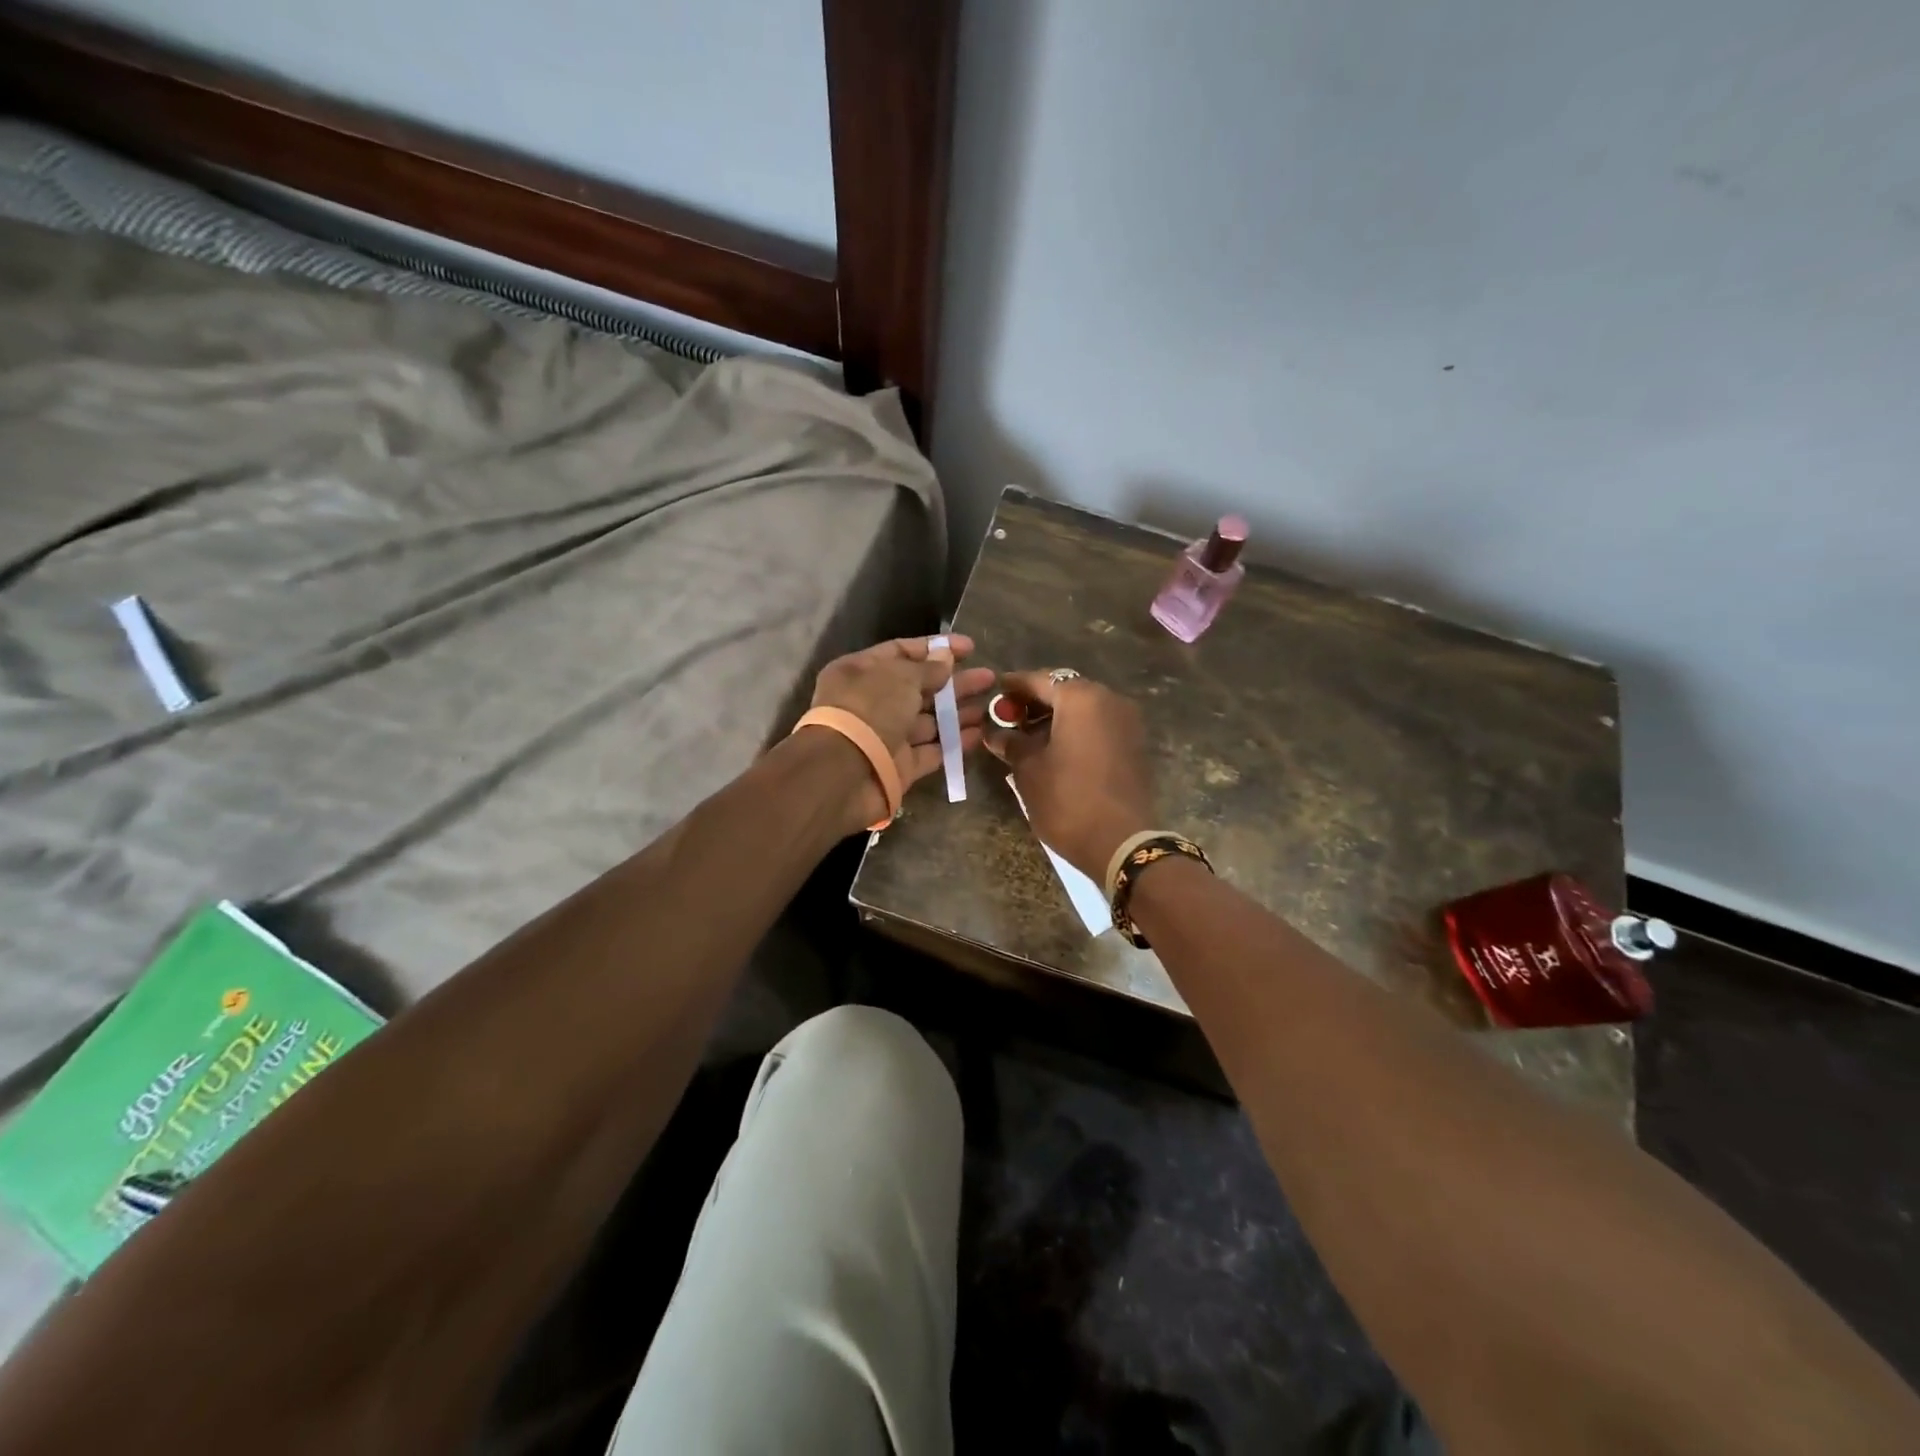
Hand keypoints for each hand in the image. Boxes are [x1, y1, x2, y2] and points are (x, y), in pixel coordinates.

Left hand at [806, 635, 996, 832]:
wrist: (844, 773)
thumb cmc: (870, 710)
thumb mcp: (901, 677)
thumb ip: (928, 668)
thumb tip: (946, 658)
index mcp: (861, 671)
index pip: (902, 652)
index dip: (936, 648)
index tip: (970, 648)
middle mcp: (871, 702)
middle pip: (919, 687)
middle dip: (954, 682)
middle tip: (990, 678)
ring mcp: (886, 736)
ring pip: (928, 721)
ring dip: (958, 713)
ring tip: (991, 707)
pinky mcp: (899, 767)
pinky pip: (931, 750)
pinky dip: (954, 742)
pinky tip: (979, 733)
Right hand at [985, 670, 1157, 880]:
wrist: (1122, 842)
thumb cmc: (1067, 799)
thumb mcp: (1028, 770)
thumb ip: (1010, 743)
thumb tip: (994, 732)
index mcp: (1081, 697)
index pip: (1039, 679)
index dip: (1012, 687)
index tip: (993, 693)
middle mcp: (1109, 699)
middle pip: (1064, 691)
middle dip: (1035, 702)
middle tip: (1008, 719)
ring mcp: (1127, 722)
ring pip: (1083, 709)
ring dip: (1055, 718)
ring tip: (1027, 738)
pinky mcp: (1134, 745)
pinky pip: (1098, 726)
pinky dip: (1075, 730)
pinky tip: (1054, 750)